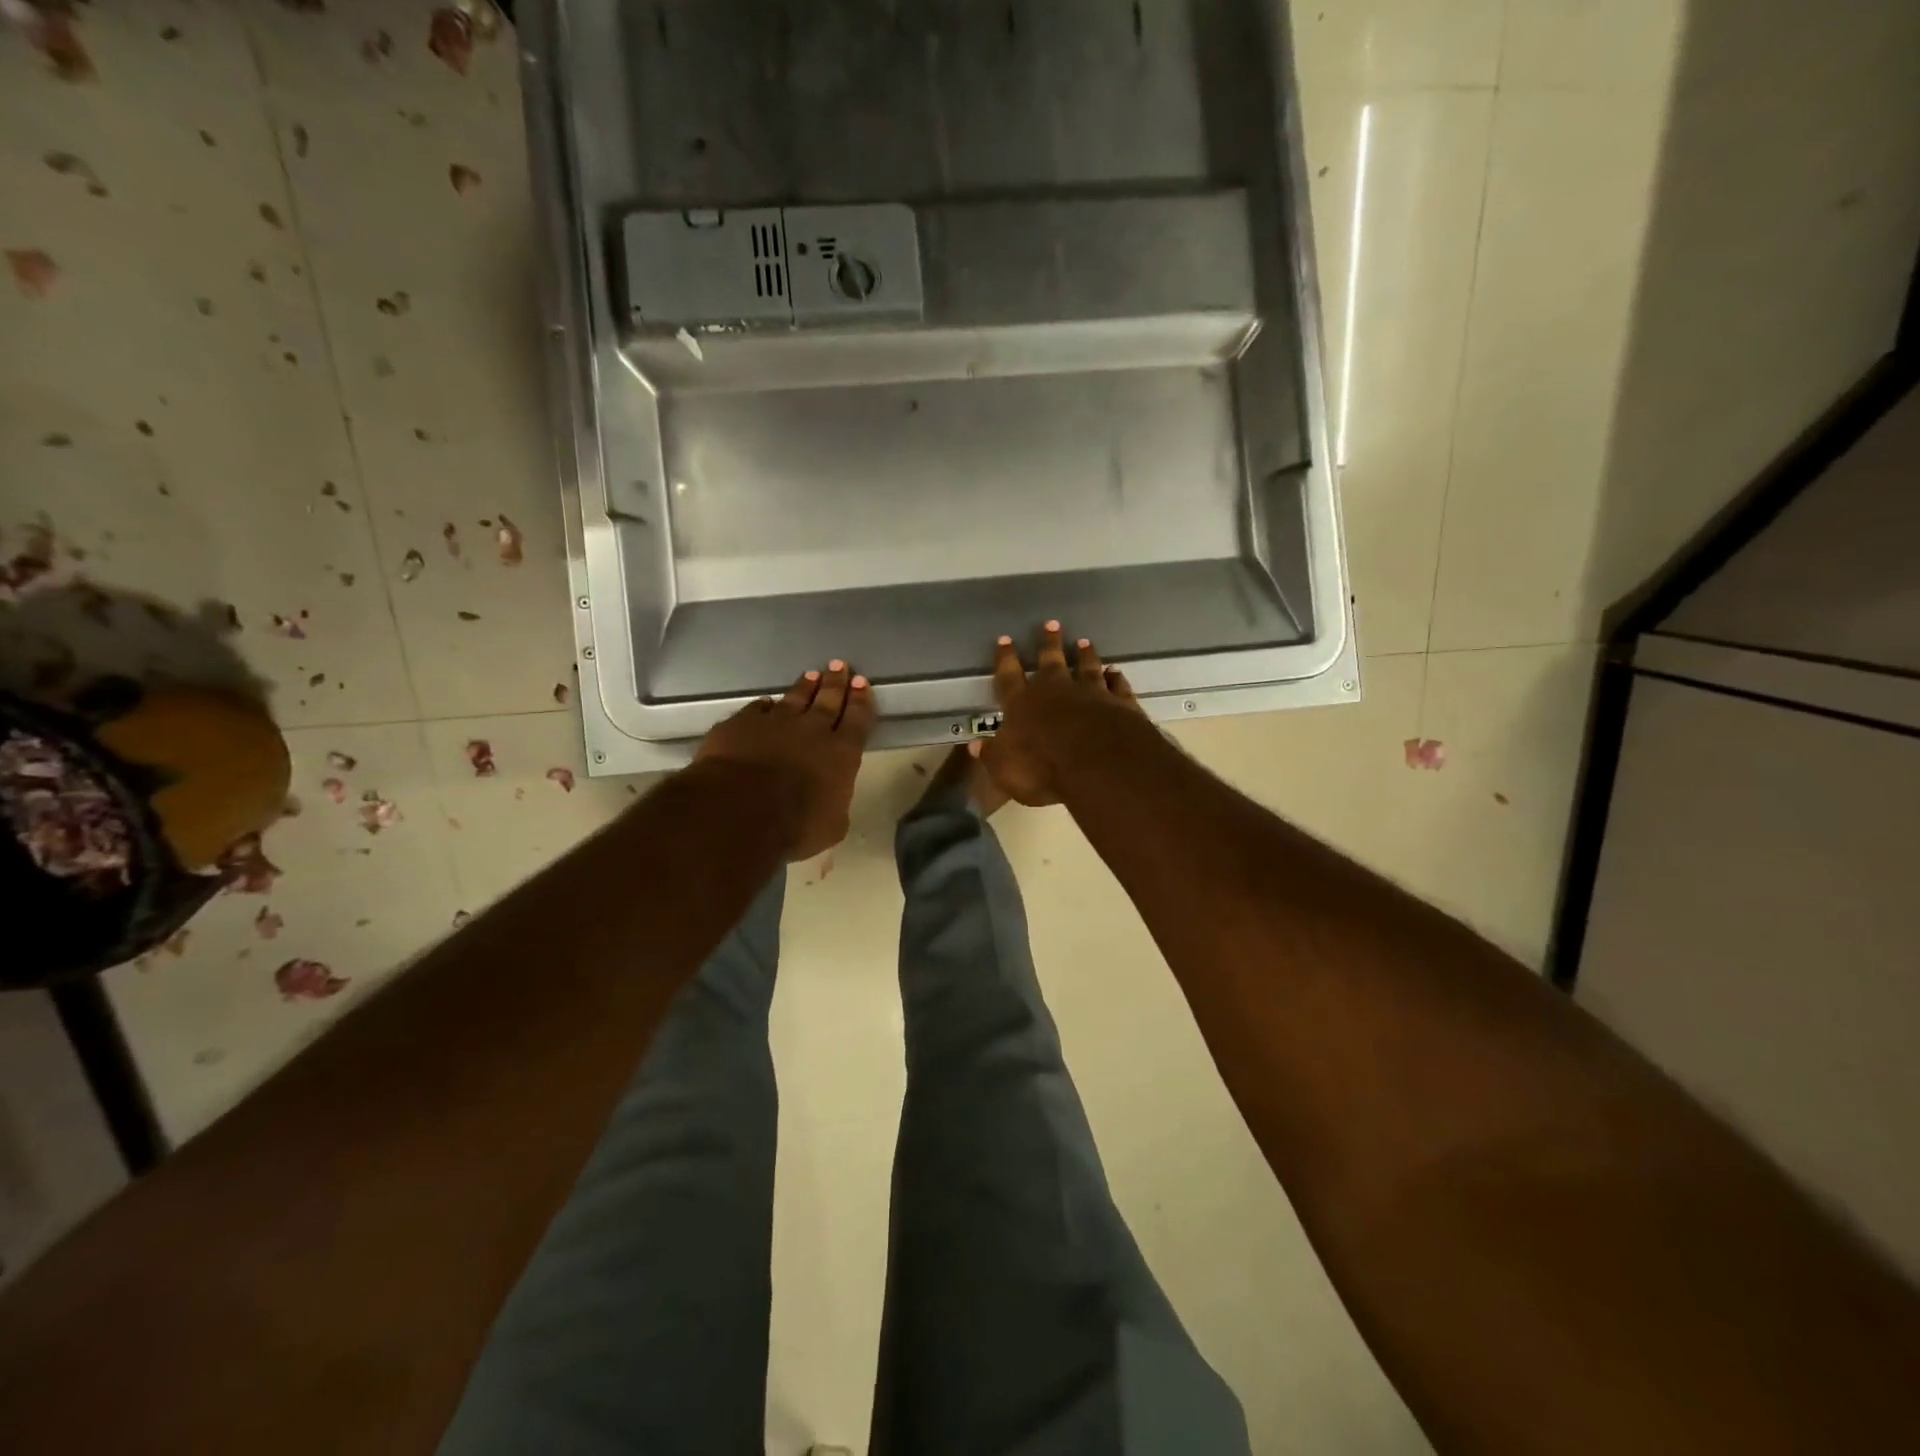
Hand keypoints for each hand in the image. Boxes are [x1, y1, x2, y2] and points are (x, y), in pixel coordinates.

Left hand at [695, 661, 873, 859]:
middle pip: (828, 701)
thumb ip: (835, 806)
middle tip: (840, 666)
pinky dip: (764, 706)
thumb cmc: (795, 825)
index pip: (857, 720)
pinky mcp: (741, 724)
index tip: (862, 683)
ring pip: (794, 698)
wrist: (739, 809)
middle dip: (836, 683)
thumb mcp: (831, 826)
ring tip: (812, 675)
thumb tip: (831, 802)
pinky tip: (766, 702)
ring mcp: (775, 723)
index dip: (861, 701)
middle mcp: (812, 730)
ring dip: (805, 687)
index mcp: (841, 753)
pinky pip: (757, 709)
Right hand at [980, 622, 1142, 806]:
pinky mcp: (1120, 704)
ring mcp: (1091, 694)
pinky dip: (1116, 678)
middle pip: (1051, 662)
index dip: (1005, 659)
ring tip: (1084, 641)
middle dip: (1049, 643)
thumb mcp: (1004, 769)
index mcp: (1022, 704)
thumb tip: (975, 747)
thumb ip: (992, 755)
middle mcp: (1056, 691)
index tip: (1004, 639)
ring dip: (1085, 655)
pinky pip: (1117, 686)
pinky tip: (1115, 671)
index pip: (1009, 677)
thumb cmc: (1041, 768)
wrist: (1096, 763)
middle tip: (1051, 623)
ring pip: (1087, 668)